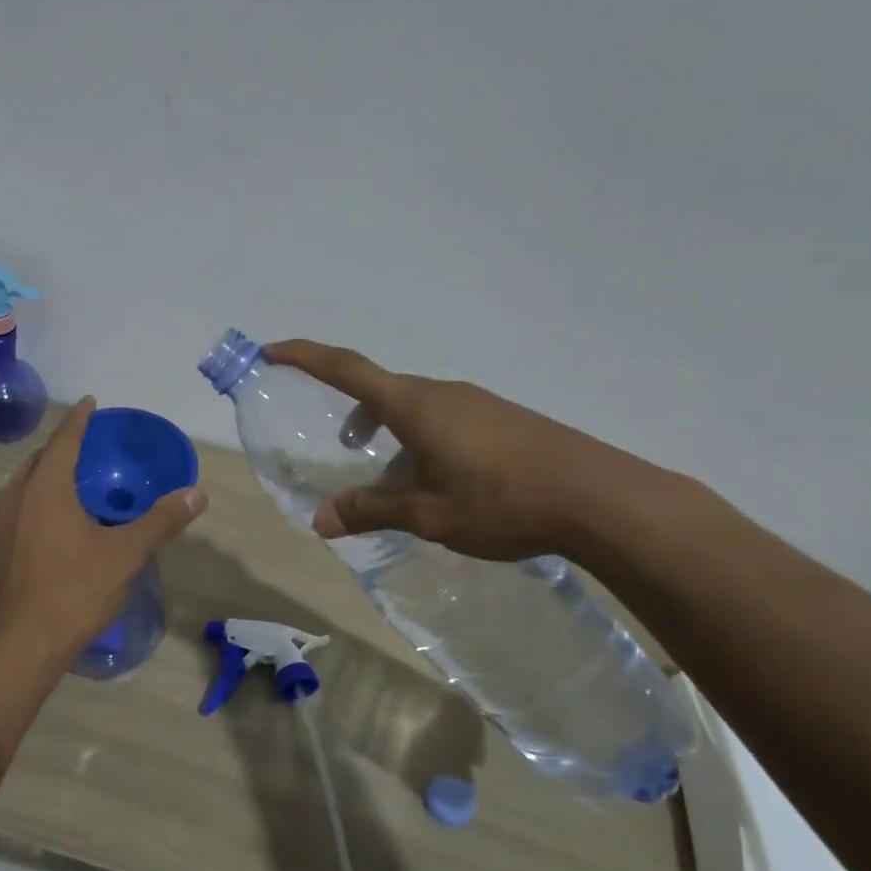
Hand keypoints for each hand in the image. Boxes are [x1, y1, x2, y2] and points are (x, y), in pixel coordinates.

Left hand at [0, 398, 207, 667]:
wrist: (19, 645)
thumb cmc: (74, 591)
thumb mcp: (125, 554)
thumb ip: (160, 521)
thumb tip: (196, 494)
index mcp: (46, 488)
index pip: (63, 439)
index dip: (79, 419)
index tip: (91, 403)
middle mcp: (17, 497)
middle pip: (40, 458)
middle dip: (62, 445)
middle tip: (88, 443)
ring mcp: (1, 524)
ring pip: (24, 484)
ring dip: (47, 473)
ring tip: (73, 478)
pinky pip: (18, 507)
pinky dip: (37, 498)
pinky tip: (55, 521)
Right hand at [261, 340, 660, 562]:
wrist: (599, 497)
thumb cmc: (502, 501)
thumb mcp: (427, 513)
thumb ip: (370, 511)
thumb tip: (319, 519)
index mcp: (414, 405)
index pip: (346, 369)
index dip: (304, 357)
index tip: (271, 351)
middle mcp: (441, 392)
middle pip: (380, 390)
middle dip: (353, 414)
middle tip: (344, 449)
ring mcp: (475, 402)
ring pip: (413, 408)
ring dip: (389, 433)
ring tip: (391, 480)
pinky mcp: (500, 418)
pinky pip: (442, 419)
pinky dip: (420, 440)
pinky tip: (437, 483)